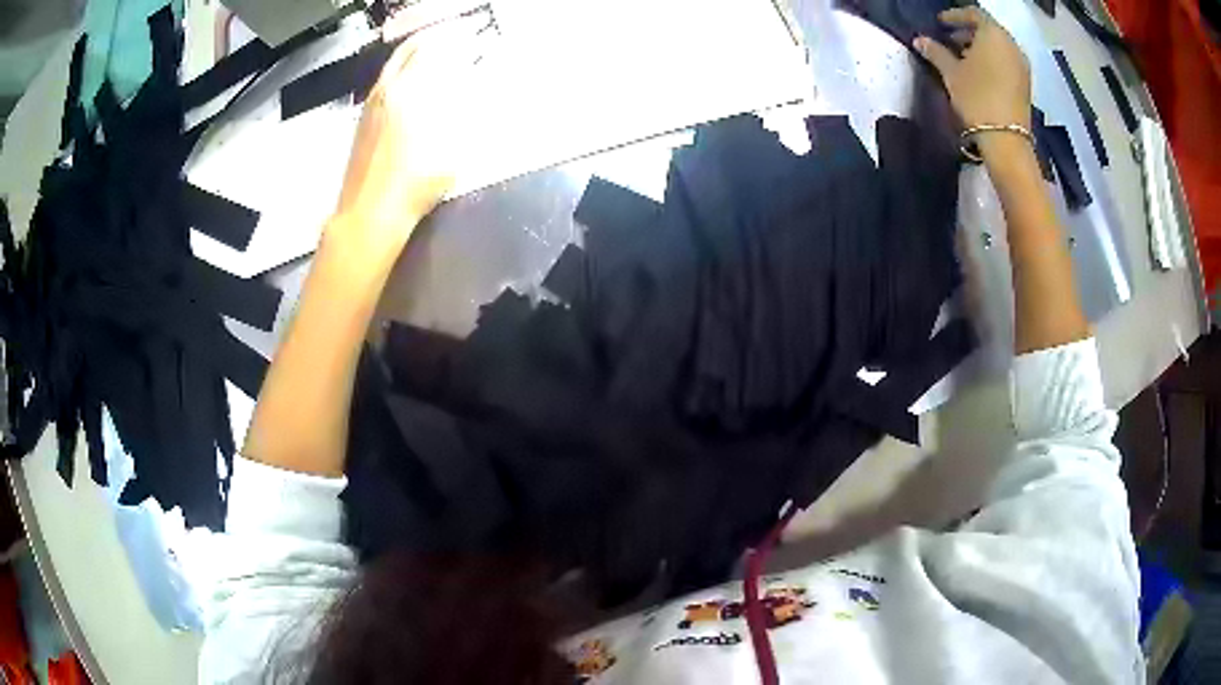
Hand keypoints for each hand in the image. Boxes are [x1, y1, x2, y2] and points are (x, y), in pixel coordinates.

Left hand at [333, 16, 485, 250]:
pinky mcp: (361, 122)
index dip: (455, 40)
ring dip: (414, 55)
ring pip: (392, 66)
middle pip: (408, 50)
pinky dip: (401, 73)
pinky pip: (384, 83)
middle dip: (432, 39)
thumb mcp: (452, 148)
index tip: (471, 38)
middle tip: (452, 37)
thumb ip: (462, 113)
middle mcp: (386, 90)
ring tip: (434, 56)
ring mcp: (369, 106)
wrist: (367, 215)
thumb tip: (470, 90)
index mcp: (409, 91)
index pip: (434, 50)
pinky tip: (412, 85)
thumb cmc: (414, 183)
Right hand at [914, 8, 1030, 130]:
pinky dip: (992, 60)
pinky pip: (1006, 61)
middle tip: (950, 40)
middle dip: (968, 31)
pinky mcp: (1025, 83)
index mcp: (993, 34)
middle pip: (988, 29)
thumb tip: (920, 40)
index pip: (973, 13)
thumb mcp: (951, 72)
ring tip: (963, 57)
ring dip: (980, 47)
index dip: (955, 15)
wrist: (1006, 140)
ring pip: (998, 46)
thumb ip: (935, 52)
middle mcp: (1011, 45)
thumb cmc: (977, 98)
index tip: (941, 23)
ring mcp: (1021, 65)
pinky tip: (979, 72)